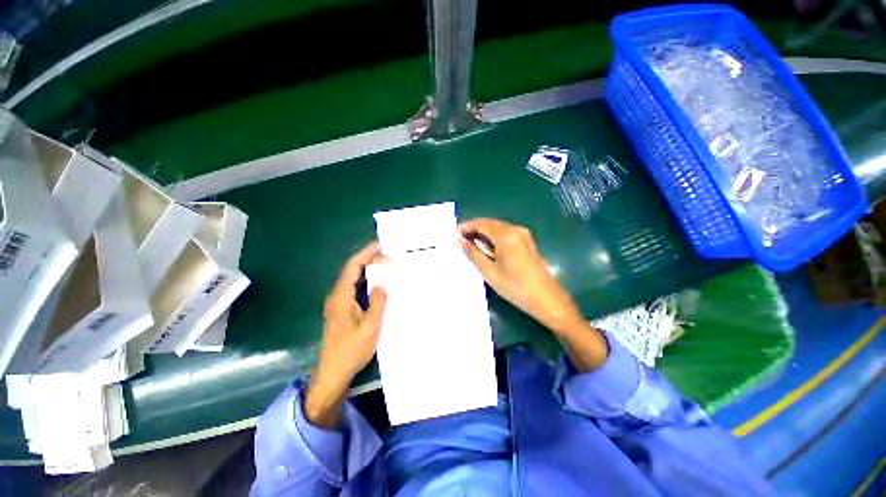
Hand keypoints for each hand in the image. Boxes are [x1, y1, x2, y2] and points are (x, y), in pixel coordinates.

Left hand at [305, 242, 386, 428]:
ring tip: (385, 266)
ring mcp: (338, 303)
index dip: (365, 254)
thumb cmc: (351, 349)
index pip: (352, 268)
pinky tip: (377, 284)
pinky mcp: (341, 310)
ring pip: (353, 279)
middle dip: (369, 261)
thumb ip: (377, 303)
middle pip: (352, 271)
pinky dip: (365, 281)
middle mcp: (337, 296)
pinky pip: (354, 288)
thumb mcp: (370, 327)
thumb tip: (381, 285)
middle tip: (389, 258)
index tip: (379, 245)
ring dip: (367, 270)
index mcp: (341, 297)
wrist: (333, 372)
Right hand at [458, 218, 584, 335]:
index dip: (466, 226)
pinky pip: (505, 235)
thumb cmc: (515, 287)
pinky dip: (493, 239)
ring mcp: (524, 236)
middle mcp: (516, 230)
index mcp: (506, 235)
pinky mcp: (527, 243)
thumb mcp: (490, 272)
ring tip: (470, 245)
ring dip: (483, 234)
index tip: (454, 233)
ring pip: (498, 229)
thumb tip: (459, 241)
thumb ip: (473, 253)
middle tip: (460, 240)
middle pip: (490, 224)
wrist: (547, 300)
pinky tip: (486, 249)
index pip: (481, 223)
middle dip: (474, 229)